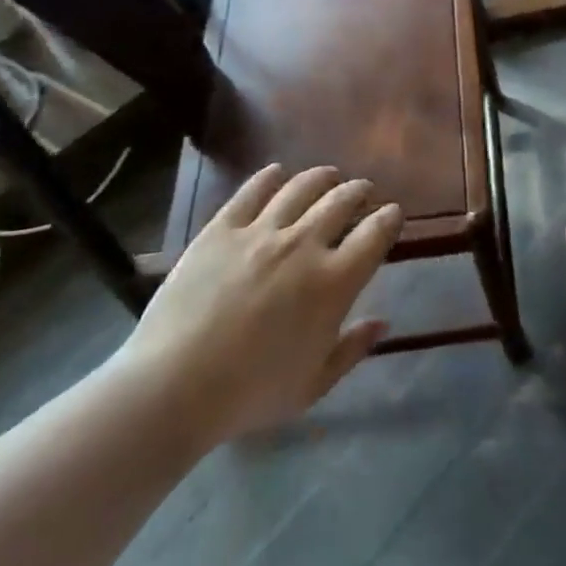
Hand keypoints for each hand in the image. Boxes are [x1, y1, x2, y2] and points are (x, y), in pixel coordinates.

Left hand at [113, 165, 402, 453]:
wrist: (173, 386)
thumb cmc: (250, 393)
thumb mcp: (313, 385)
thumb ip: (352, 349)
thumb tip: (383, 322)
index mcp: (334, 282)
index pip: (375, 234)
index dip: (389, 218)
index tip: (392, 214)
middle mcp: (304, 245)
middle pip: (341, 201)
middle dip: (359, 190)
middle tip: (362, 190)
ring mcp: (261, 232)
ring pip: (301, 188)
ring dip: (322, 177)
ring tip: (328, 176)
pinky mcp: (221, 229)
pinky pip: (251, 191)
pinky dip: (269, 177)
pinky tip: (276, 173)